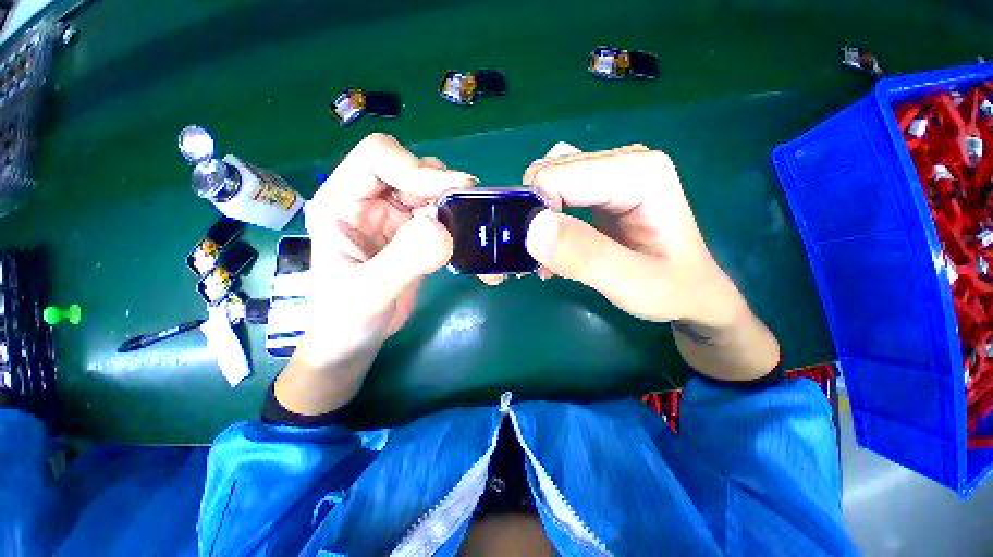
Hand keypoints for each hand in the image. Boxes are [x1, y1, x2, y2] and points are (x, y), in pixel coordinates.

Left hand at [276, 134, 475, 413]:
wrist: (354, 342)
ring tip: (473, 232)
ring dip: (455, 207)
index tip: (451, 191)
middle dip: (442, 187)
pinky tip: (474, 249)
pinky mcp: (413, 236)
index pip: (377, 159)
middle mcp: (368, 203)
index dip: (414, 169)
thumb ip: (403, 260)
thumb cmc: (345, 321)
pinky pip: (443, 219)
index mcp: (341, 204)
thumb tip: (441, 228)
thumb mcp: (369, 294)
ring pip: (431, 192)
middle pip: (411, 170)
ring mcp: (394, 219)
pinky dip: (462, 229)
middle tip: (469, 212)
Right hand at [523, 143, 778, 380]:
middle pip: (549, 173)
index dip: (538, 216)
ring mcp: (611, 171)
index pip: (557, 177)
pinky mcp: (600, 187)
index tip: (543, 255)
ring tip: (548, 254)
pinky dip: (544, 215)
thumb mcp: (634, 285)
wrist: (691, 291)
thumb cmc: (673, 290)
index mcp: (639, 172)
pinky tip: (554, 244)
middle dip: (534, 217)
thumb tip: (533, 228)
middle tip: (542, 259)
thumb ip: (585, 257)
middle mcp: (624, 160)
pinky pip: (556, 189)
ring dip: (536, 217)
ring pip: (548, 179)